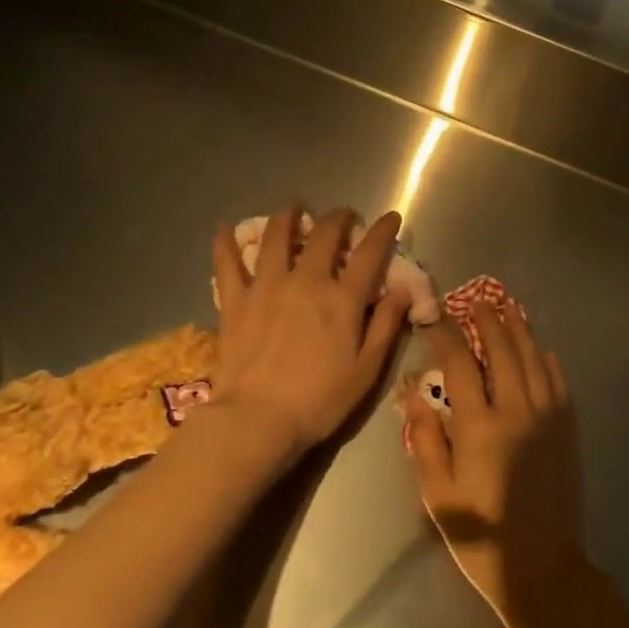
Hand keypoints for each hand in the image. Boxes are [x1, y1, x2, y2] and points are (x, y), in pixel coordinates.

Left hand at [211, 205, 410, 455]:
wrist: (257, 419)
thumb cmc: (320, 401)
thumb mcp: (367, 370)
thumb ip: (386, 325)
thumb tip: (403, 290)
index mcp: (342, 300)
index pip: (370, 253)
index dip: (383, 231)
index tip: (391, 218)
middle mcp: (306, 282)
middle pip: (324, 236)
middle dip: (338, 218)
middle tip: (343, 215)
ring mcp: (266, 287)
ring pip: (276, 238)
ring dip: (288, 217)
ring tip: (293, 207)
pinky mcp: (235, 301)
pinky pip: (227, 263)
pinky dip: (225, 243)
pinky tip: (225, 228)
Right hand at [401, 303, 587, 627]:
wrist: (541, 567)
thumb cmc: (479, 534)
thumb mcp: (438, 492)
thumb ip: (425, 439)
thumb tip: (415, 395)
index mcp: (479, 426)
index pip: (459, 365)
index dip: (446, 335)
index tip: (436, 316)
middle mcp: (516, 411)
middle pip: (502, 351)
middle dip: (488, 321)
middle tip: (478, 301)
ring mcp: (547, 418)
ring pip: (533, 360)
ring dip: (520, 331)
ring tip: (509, 309)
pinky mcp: (566, 430)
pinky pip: (558, 383)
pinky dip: (547, 361)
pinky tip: (540, 350)